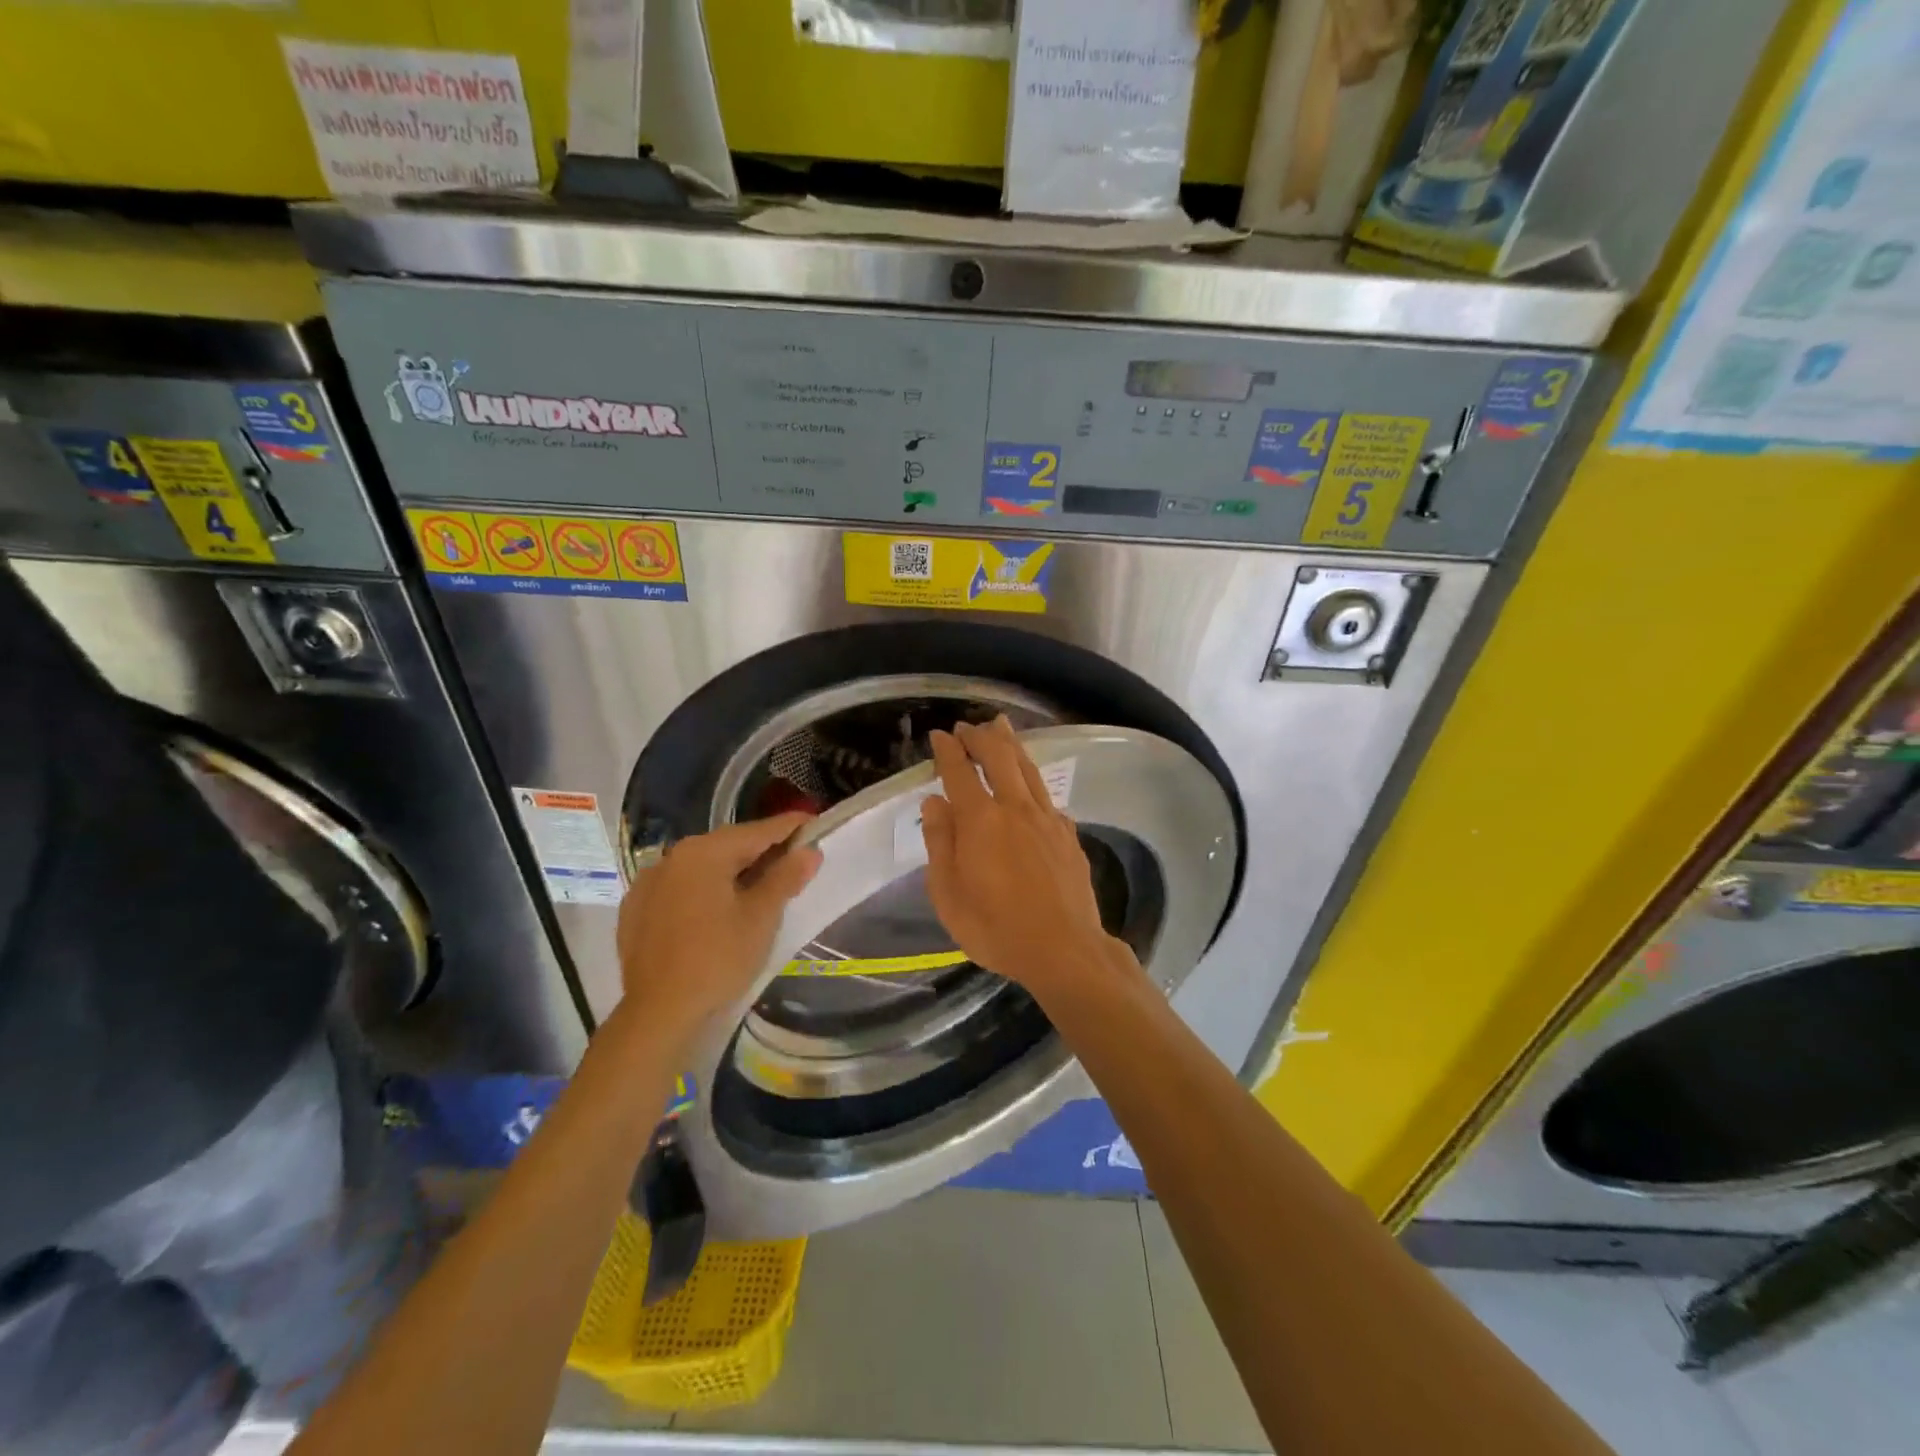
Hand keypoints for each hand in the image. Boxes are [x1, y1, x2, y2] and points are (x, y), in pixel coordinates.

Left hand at [615, 813, 821, 1041]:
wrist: (659, 1014)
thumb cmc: (718, 959)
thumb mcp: (761, 917)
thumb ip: (785, 877)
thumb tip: (809, 851)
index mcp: (704, 852)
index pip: (757, 831)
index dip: (789, 827)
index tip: (814, 823)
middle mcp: (671, 857)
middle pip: (727, 846)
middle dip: (761, 850)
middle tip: (792, 859)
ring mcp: (648, 884)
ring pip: (701, 867)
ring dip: (731, 871)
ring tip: (758, 887)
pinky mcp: (636, 911)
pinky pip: (679, 889)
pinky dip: (703, 891)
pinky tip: (716, 910)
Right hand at [921, 717, 1121, 997]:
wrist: (1064, 949)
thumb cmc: (995, 928)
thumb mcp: (948, 895)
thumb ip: (940, 843)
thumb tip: (935, 802)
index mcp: (981, 820)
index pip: (959, 772)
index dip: (947, 750)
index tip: (938, 734)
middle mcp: (1015, 808)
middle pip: (999, 757)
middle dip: (980, 736)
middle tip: (967, 726)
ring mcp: (1047, 819)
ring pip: (1027, 768)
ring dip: (1011, 744)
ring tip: (1001, 726)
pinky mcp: (1068, 834)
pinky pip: (1046, 795)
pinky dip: (1032, 779)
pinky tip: (1030, 784)